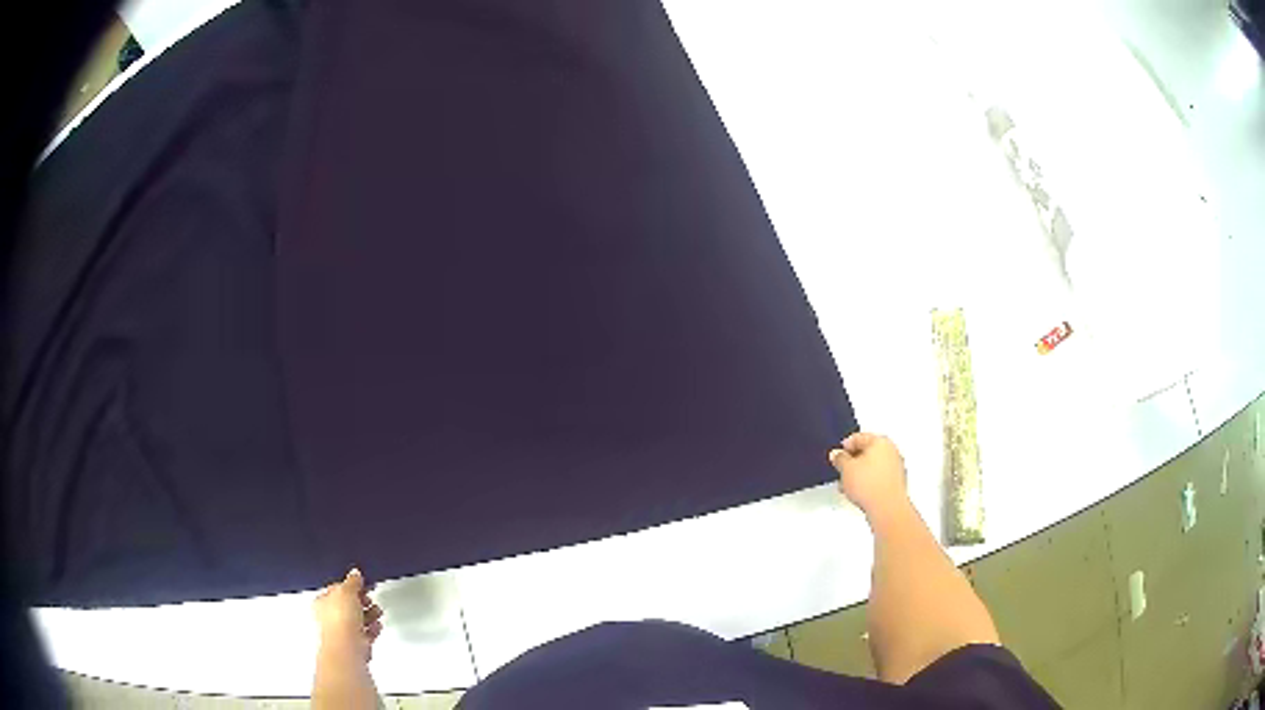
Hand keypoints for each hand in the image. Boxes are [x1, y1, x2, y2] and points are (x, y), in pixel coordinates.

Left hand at [313, 568, 383, 660]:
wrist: (348, 646)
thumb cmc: (340, 620)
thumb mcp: (347, 591)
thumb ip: (352, 581)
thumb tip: (355, 574)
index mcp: (322, 601)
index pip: (336, 590)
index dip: (350, 586)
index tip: (361, 584)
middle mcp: (329, 617)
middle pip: (347, 605)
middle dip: (361, 602)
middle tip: (369, 598)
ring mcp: (342, 631)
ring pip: (357, 619)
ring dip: (369, 615)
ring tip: (377, 611)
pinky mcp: (355, 643)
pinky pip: (365, 633)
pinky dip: (372, 629)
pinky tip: (376, 625)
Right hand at [829, 433, 909, 519]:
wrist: (886, 508)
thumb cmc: (871, 486)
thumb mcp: (845, 469)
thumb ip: (839, 458)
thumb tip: (838, 455)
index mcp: (880, 441)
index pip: (858, 438)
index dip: (844, 447)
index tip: (837, 457)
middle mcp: (891, 451)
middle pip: (868, 451)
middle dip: (853, 462)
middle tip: (842, 470)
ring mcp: (896, 467)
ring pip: (874, 466)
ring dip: (861, 473)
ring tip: (849, 486)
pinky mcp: (897, 482)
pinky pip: (879, 477)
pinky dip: (870, 482)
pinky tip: (861, 492)